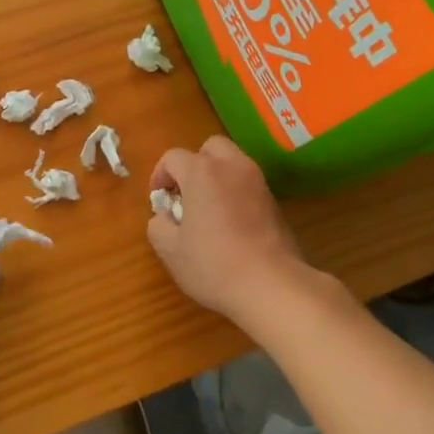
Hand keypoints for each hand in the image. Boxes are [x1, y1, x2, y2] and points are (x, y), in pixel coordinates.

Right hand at [147, 136, 312, 330]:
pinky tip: (231, 223)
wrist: (272, 285)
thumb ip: (158, 225)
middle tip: (186, 194)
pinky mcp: (275, 201)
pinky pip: (249, 184)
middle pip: (210, 148)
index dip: (160, 175)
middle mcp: (232, 166)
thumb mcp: (171, 250)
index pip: (173, 157)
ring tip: (208, 209)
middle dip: (194, 164)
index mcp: (201, 172)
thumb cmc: (214, 264)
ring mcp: (258, 182)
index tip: (159, 200)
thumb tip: (164, 217)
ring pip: (233, 162)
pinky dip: (236, 192)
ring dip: (217, 176)